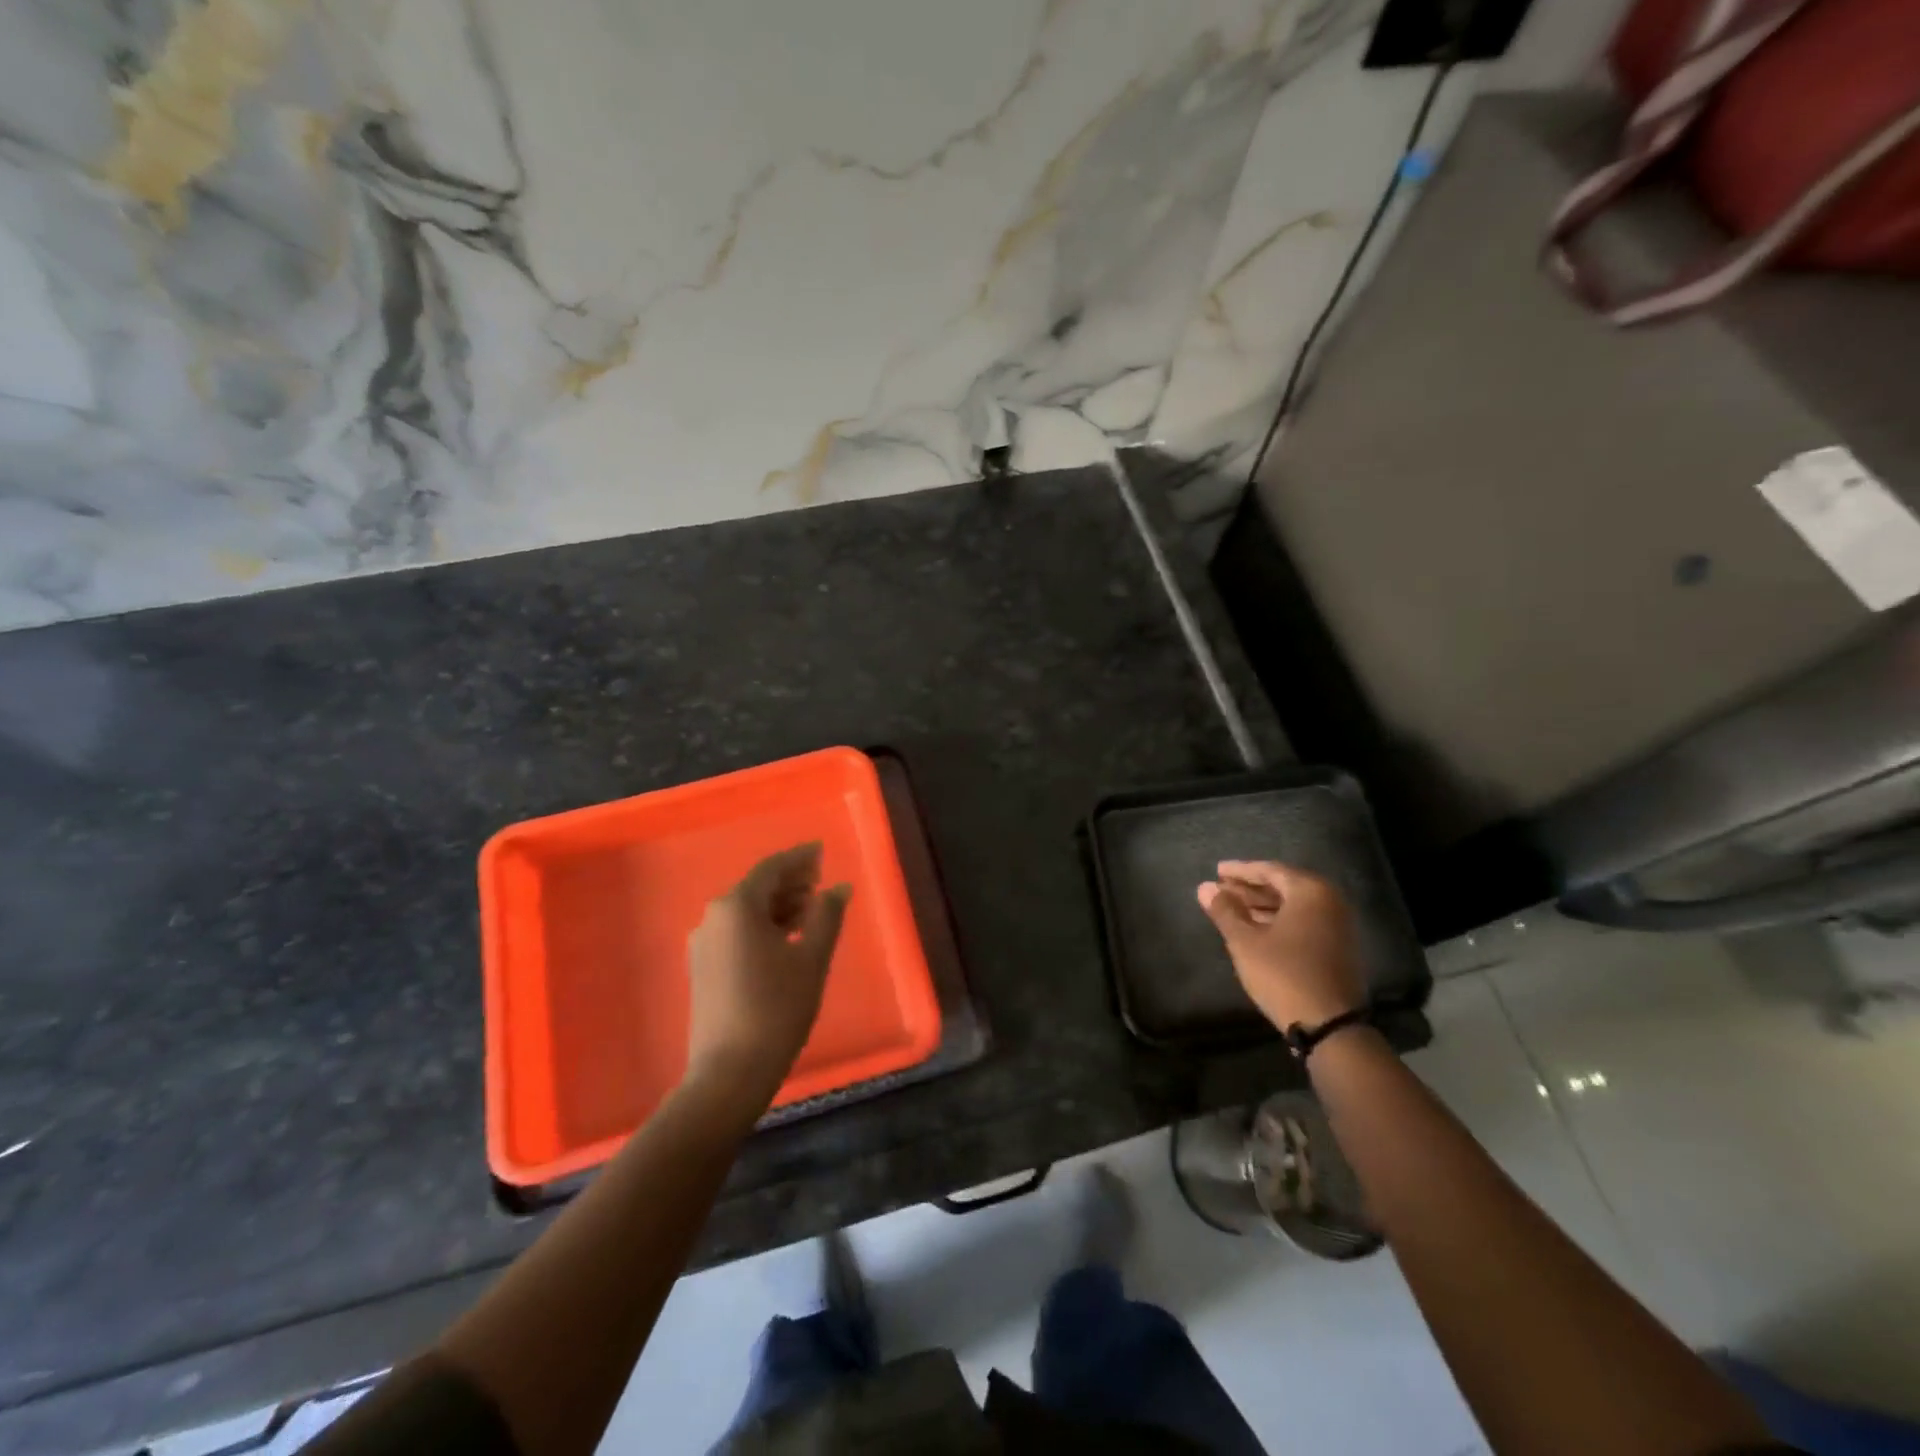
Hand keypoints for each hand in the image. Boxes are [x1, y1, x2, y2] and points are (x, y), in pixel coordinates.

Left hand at [685, 843, 850, 1106]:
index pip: (772, 869)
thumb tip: (839, 887)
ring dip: (779, 905)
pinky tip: (787, 938)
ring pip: (747, 911)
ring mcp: (704, 944)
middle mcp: (713, 917)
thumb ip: (827, 915)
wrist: (729, 1072)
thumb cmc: (777, 1008)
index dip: (800, 858)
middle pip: (757, 888)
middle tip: (822, 882)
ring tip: (811, 911)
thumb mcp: (811, 958)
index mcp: (737, 907)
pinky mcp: (703, 968)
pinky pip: (737, 932)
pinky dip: (763, 926)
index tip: (822, 851)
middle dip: (791, 882)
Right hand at [1197, 860, 1365, 1030]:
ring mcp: (1338, 925)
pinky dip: (1279, 920)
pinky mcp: (1339, 947)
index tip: (1217, 871)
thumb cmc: (1283, 974)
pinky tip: (1256, 929)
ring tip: (1232, 909)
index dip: (1240, 871)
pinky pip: (1304, 921)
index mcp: (1310, 891)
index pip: (1270, 870)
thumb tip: (1204, 888)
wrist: (1330, 1025)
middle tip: (1221, 890)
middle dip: (1250, 888)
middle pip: (1284, 886)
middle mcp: (1330, 901)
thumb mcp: (1245, 941)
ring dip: (1262, 905)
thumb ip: (1224, 911)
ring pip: (1294, 905)